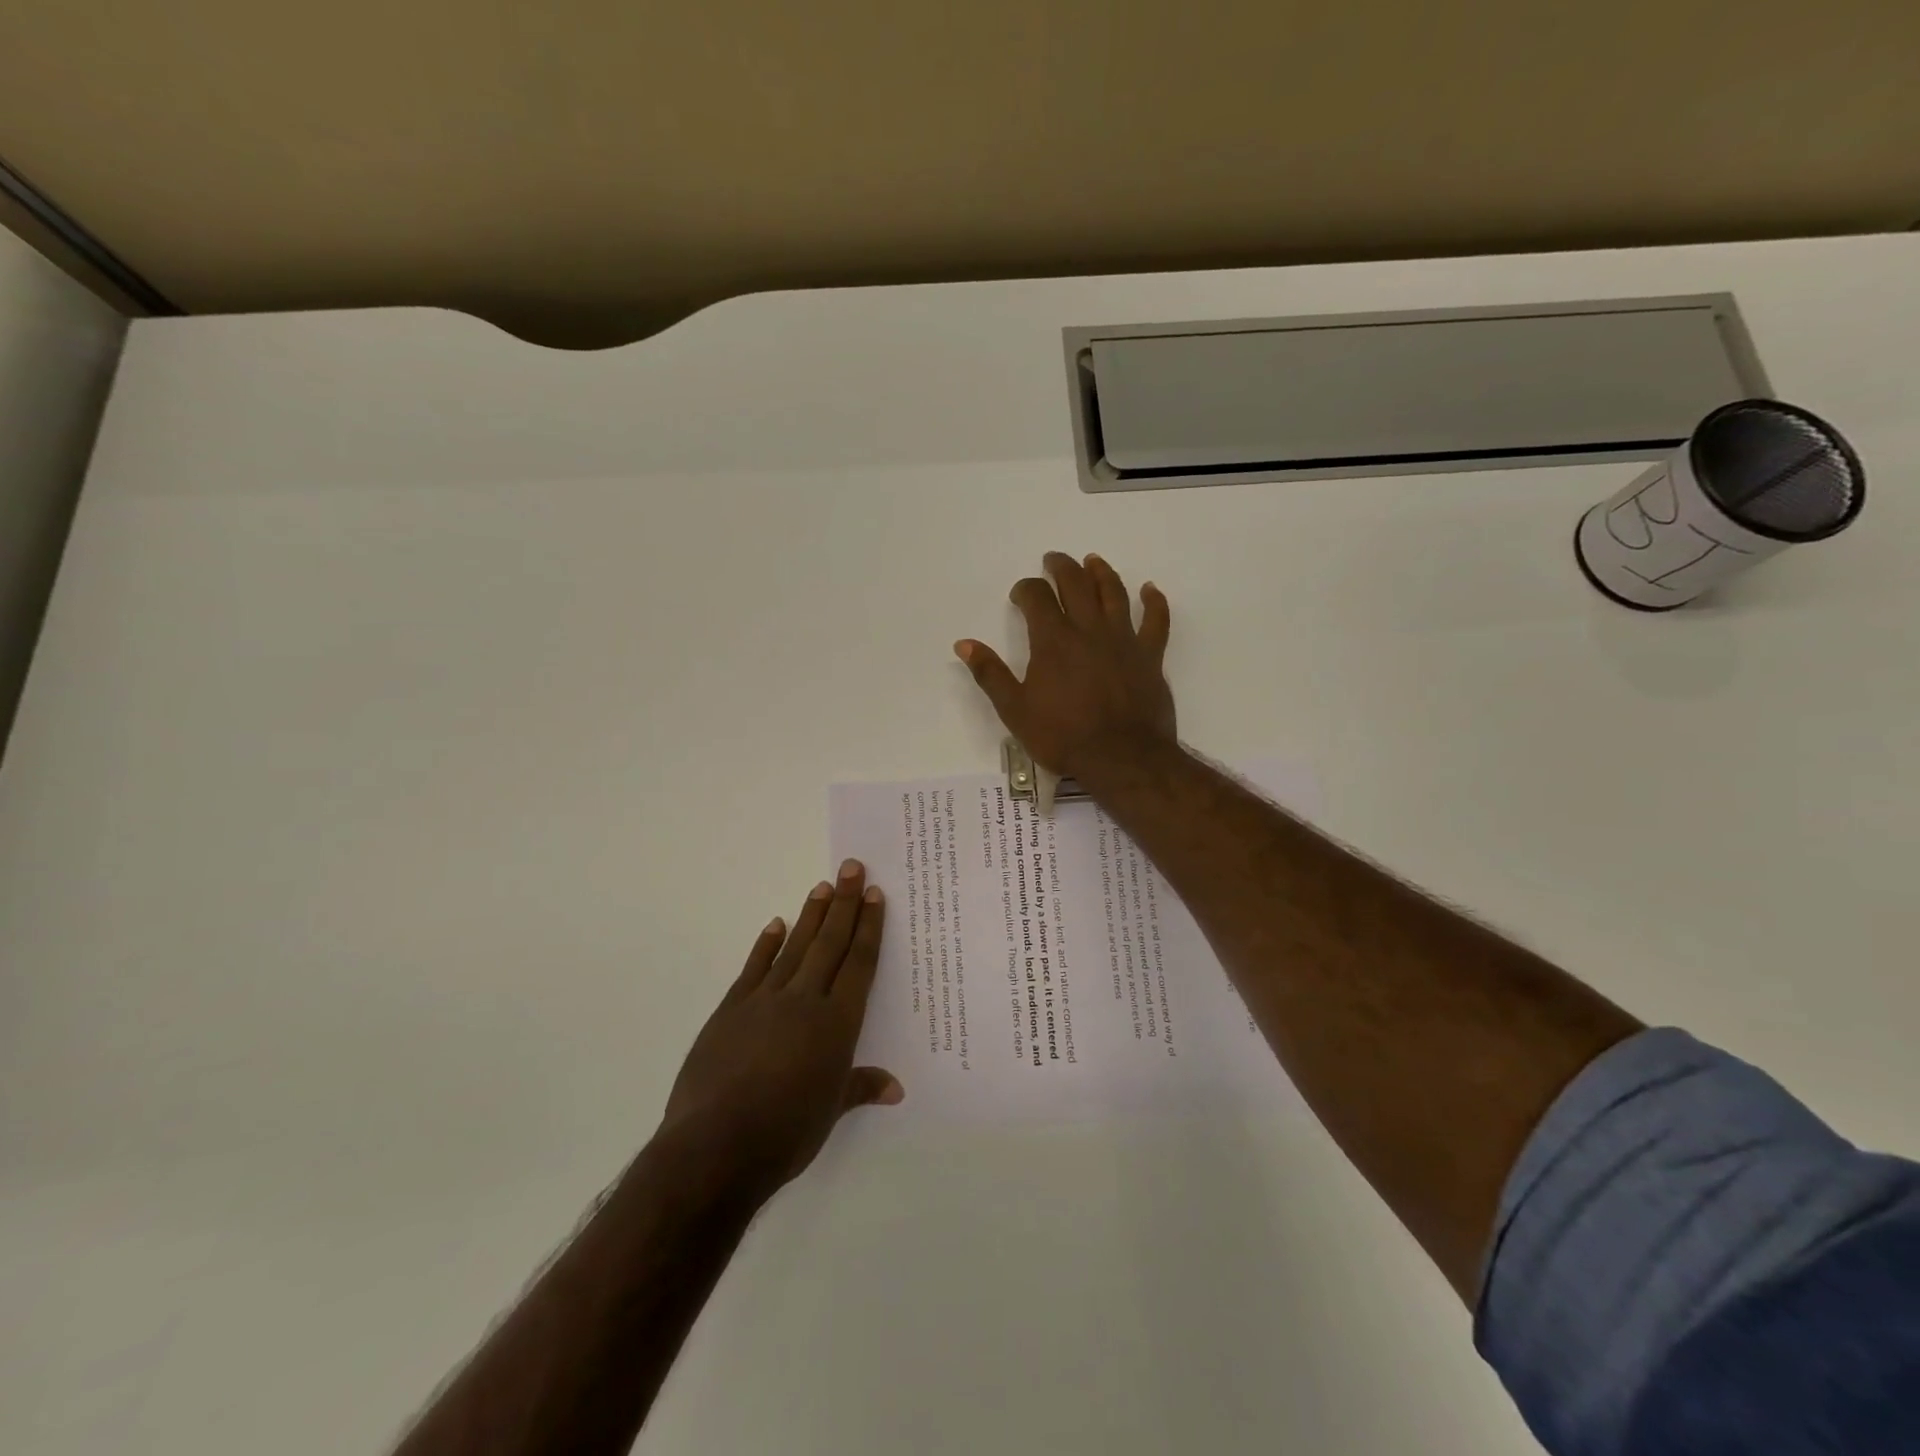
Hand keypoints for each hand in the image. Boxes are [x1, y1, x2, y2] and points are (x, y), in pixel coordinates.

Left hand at [661, 860, 902, 1197]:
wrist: (715, 1146)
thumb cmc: (785, 1133)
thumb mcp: (830, 1112)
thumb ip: (861, 1087)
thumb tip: (895, 1087)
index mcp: (837, 1023)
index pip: (858, 963)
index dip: (868, 927)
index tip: (874, 895)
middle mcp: (805, 1000)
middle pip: (830, 943)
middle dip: (844, 904)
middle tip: (852, 867)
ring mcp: (765, 1000)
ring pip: (795, 947)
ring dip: (811, 915)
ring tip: (823, 886)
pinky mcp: (731, 1009)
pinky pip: (754, 968)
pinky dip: (766, 944)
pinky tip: (776, 924)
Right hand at [954, 551, 1175, 779]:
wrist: (1122, 758)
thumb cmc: (1063, 736)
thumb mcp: (1015, 710)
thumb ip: (990, 673)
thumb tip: (965, 643)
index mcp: (1053, 640)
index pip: (1037, 597)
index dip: (1025, 589)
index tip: (1020, 595)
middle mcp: (1089, 629)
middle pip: (1076, 583)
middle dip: (1062, 567)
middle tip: (1054, 560)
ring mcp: (1123, 639)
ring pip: (1113, 593)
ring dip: (1101, 572)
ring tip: (1093, 561)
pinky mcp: (1150, 655)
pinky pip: (1156, 620)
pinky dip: (1154, 601)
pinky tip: (1150, 589)